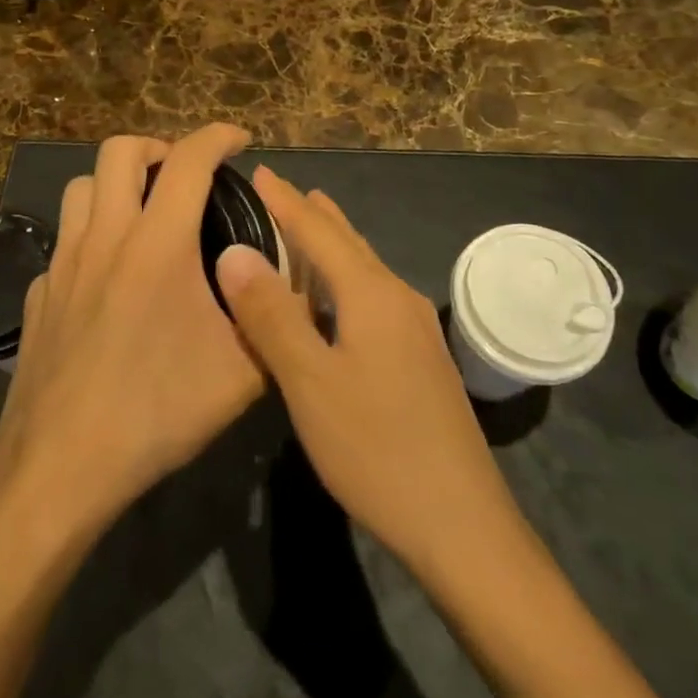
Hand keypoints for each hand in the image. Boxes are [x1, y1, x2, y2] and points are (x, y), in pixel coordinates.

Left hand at [0, 125, 266, 536]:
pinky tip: (107, 279)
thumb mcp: (243, 373)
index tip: (240, 140)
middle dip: (158, 146)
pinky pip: (65, 242)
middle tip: (185, 175)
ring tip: (144, 213)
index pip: (190, 158)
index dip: (219, 136)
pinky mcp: (39, 294)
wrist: (61, 467)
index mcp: (158, 243)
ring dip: (116, 184)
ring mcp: (63, 263)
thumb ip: (277, 320)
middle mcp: (105, 237)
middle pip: (119, 150)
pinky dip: (91, 237)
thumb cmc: (157, 411)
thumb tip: (297, 291)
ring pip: (81, 188)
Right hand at [216, 168, 521, 576]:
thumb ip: (271, 315)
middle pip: (347, 242)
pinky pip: (372, 297)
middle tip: (279, 192)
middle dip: (311, 214)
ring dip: (330, 245)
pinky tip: (332, 302)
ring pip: (363, 269)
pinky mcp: (420, 359)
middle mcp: (398, 298)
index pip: (318, 230)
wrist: (462, 526)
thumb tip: (235, 252)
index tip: (259, 171)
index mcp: (371, 294)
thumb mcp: (310, 383)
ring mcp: (415, 330)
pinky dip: (342, 280)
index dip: (285, 201)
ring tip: (304, 230)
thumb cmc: (377, 449)